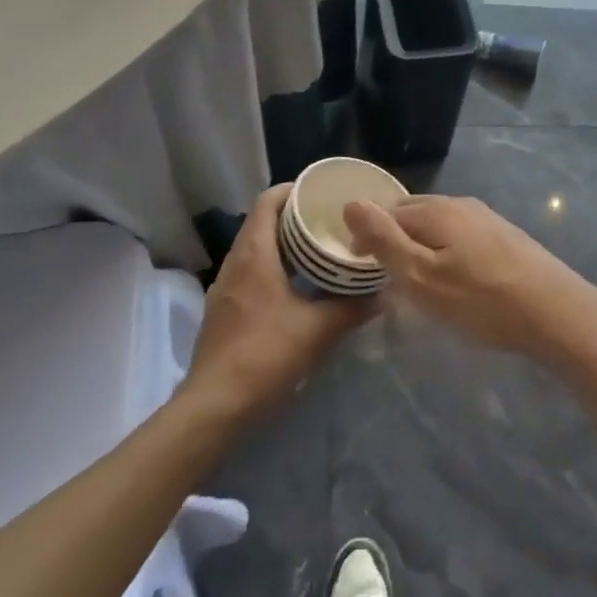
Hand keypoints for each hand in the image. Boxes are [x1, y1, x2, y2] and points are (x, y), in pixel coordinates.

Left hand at [186, 183, 370, 418]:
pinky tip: (295, 287)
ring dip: (282, 244)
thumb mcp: (317, 330)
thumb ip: (351, 308)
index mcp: (254, 253)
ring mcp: (224, 287)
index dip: (292, 190)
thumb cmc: (265, 354)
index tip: (320, 193)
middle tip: (327, 221)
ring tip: (316, 250)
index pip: (267, 201)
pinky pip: (249, 272)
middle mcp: (235, 262)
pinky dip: (272, 267)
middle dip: (292, 217)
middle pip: (261, 222)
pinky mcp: (223, 311)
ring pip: (254, 249)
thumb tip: (382, 294)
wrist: (214, 406)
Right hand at [343, 194, 596, 363]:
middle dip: (395, 237)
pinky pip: (462, 236)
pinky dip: (447, 251)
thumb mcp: (421, 277)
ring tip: (419, 280)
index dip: (369, 237)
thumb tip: (351, 202)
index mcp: (436, 210)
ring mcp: (487, 218)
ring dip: (421, 245)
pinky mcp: (507, 236)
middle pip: (414, 214)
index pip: (388, 212)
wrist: (556, 312)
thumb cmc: (481, 300)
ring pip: (440, 225)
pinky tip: (457, 279)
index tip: (361, 269)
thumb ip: (385, 240)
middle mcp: (461, 204)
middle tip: (387, 276)